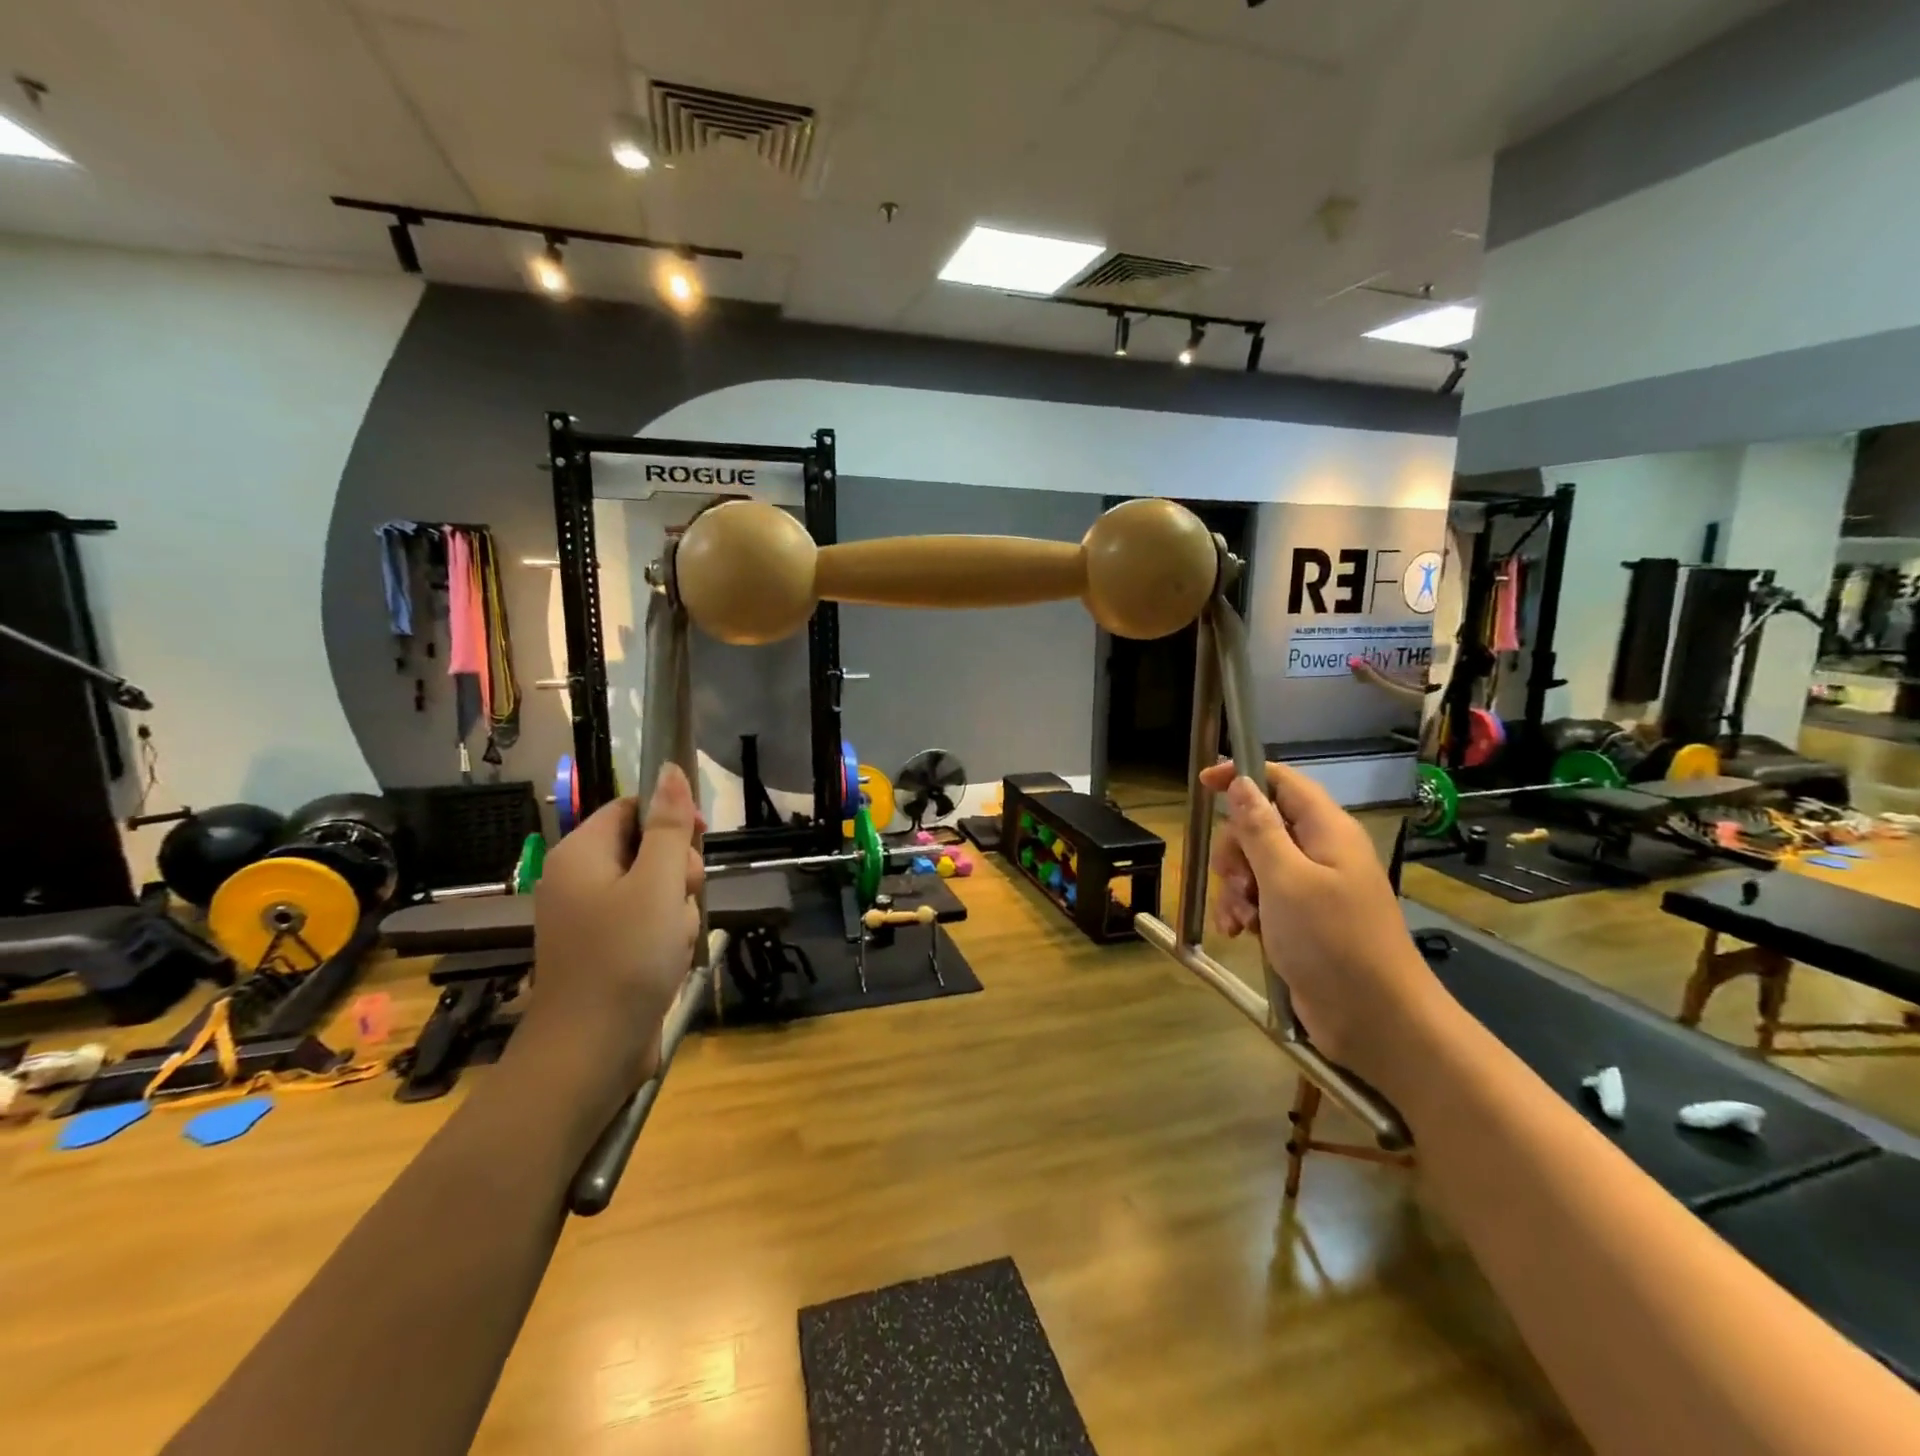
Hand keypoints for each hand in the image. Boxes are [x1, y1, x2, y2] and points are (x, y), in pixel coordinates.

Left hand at [522, 763, 704, 1090]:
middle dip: (677, 871)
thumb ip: (668, 826)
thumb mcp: (657, 883)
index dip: (670, 817)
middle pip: (646, 847)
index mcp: (582, 854)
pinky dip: (665, 935)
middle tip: (681, 898)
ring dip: (677, 908)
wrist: (591, 1051)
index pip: (632, 807)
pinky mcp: (604, 949)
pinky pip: (646, 922)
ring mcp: (590, 918)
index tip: (699, 840)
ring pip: (654, 888)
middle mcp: (579, 879)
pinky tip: (670, 959)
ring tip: (674, 939)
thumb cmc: (626, 957)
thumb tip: (670, 769)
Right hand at [1199, 761, 1449, 1091]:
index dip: (1242, 775)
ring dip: (1235, 888)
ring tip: (1239, 919)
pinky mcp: (1301, 920)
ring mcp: (1311, 888)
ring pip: (1254, 865)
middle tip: (1235, 880)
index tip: (1204, 783)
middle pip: (1260, 825)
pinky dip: (1244, 911)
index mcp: (1326, 831)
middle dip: (1235, 851)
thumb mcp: (1286, 880)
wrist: (1376, 1022)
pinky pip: (1260, 899)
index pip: (1281, 780)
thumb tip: (1240, 781)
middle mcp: (1319, 852)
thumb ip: (1259, 829)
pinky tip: (1239, 933)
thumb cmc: (1333, 942)